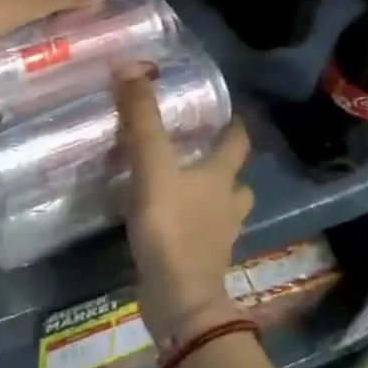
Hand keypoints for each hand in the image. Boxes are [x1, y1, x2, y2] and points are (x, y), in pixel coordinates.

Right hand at [114, 68, 252, 342]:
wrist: (179, 301)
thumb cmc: (171, 227)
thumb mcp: (152, 166)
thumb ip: (141, 119)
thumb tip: (130, 67)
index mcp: (222, 176)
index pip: (238, 142)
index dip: (235, 125)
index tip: (226, 111)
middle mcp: (227, 204)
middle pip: (235, 176)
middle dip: (223, 161)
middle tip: (198, 146)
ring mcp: (218, 236)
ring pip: (223, 207)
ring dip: (211, 194)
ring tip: (185, 184)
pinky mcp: (202, 261)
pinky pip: (203, 233)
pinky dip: (193, 223)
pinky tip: (171, 221)